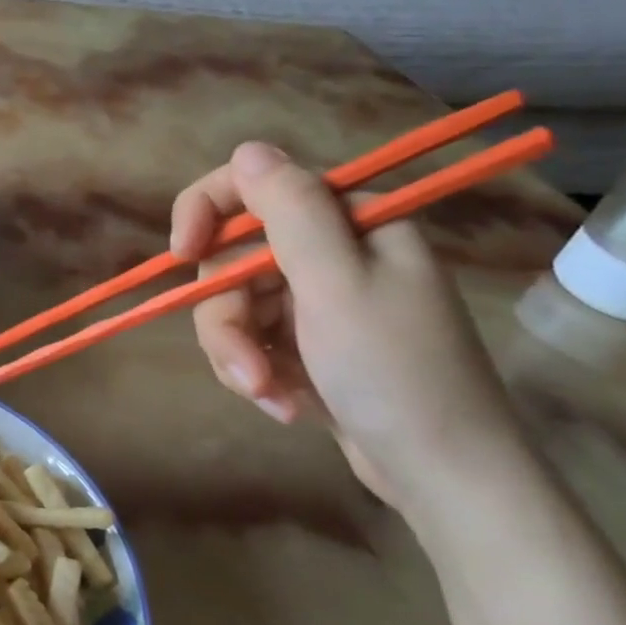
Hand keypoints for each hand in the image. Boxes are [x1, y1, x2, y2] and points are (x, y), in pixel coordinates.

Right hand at [171, 142, 532, 512]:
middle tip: (246, 367)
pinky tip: (282, 403)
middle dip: (227, 317)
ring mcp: (317, 300)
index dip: (206, 212)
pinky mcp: (306, 342)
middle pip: (234, 258)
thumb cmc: (395, 373)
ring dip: (239, 353)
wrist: (444, 476)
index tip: (181, 253)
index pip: (255, 187)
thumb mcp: (337, 284)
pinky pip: (250, 339)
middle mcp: (332, 252)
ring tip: (267, 395)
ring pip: (233, 304)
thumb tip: (248, 149)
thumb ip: (291, 211)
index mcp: (350, 222)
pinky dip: (255, 371)